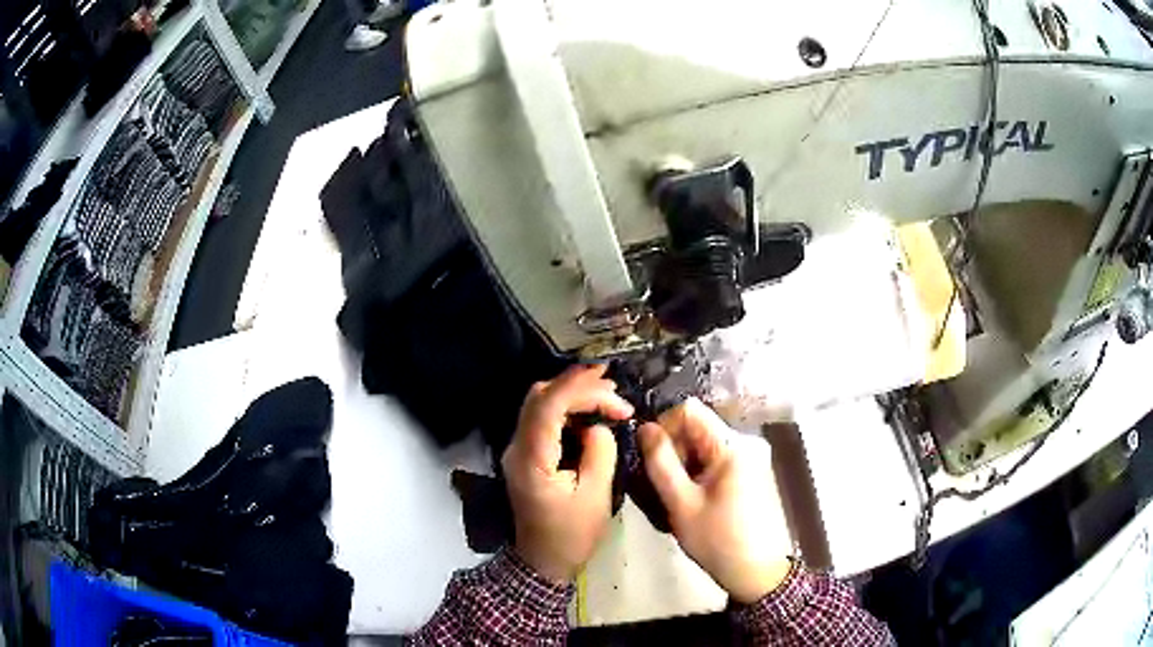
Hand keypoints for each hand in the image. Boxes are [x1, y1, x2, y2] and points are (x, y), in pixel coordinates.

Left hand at [502, 365, 633, 582]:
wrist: (543, 561)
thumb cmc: (571, 535)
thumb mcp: (595, 496)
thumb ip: (599, 453)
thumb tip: (598, 426)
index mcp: (531, 459)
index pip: (547, 406)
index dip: (578, 387)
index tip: (610, 382)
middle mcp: (517, 448)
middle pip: (540, 397)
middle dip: (578, 385)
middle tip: (614, 389)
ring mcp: (518, 450)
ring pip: (539, 404)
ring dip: (572, 394)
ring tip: (609, 396)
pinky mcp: (526, 454)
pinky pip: (542, 419)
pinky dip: (566, 408)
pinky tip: (590, 412)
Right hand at [640, 398, 792, 603]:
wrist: (757, 571)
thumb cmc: (718, 540)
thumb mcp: (681, 504)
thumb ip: (661, 463)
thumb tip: (645, 429)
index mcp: (732, 445)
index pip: (689, 410)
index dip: (664, 427)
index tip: (650, 457)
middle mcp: (746, 442)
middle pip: (698, 426)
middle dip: (674, 449)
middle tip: (661, 484)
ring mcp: (752, 456)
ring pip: (705, 444)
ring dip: (685, 463)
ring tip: (675, 495)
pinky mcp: (752, 470)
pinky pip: (717, 458)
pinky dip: (699, 472)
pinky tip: (694, 499)